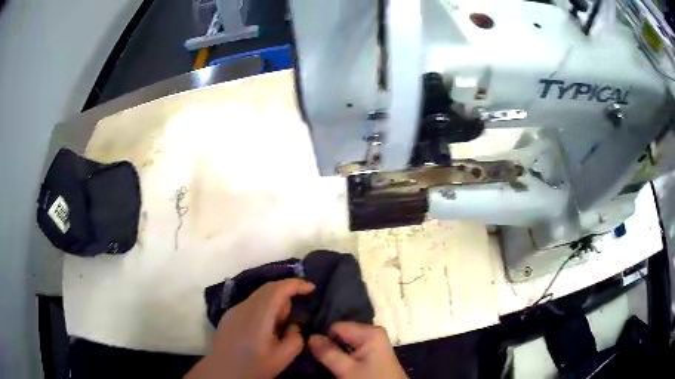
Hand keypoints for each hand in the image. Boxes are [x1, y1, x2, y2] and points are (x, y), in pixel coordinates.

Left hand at [187, 279, 314, 378]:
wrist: (223, 372)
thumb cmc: (254, 366)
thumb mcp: (283, 358)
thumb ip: (295, 338)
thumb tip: (294, 325)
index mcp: (258, 316)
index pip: (278, 289)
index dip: (296, 284)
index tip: (312, 288)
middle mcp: (244, 307)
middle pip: (268, 288)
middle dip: (287, 291)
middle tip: (299, 308)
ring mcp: (234, 310)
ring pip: (258, 295)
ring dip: (274, 301)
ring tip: (281, 322)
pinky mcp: (228, 315)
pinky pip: (250, 303)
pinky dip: (263, 307)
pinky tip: (265, 326)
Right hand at [308, 322, 406, 378]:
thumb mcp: (347, 370)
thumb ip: (328, 352)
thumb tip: (310, 336)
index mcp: (370, 331)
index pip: (335, 326)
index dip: (321, 336)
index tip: (308, 347)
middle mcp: (372, 332)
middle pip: (340, 333)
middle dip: (327, 343)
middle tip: (312, 354)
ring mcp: (372, 342)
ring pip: (344, 342)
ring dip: (333, 350)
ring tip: (320, 358)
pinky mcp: (371, 352)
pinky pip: (350, 348)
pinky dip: (341, 354)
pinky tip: (333, 361)